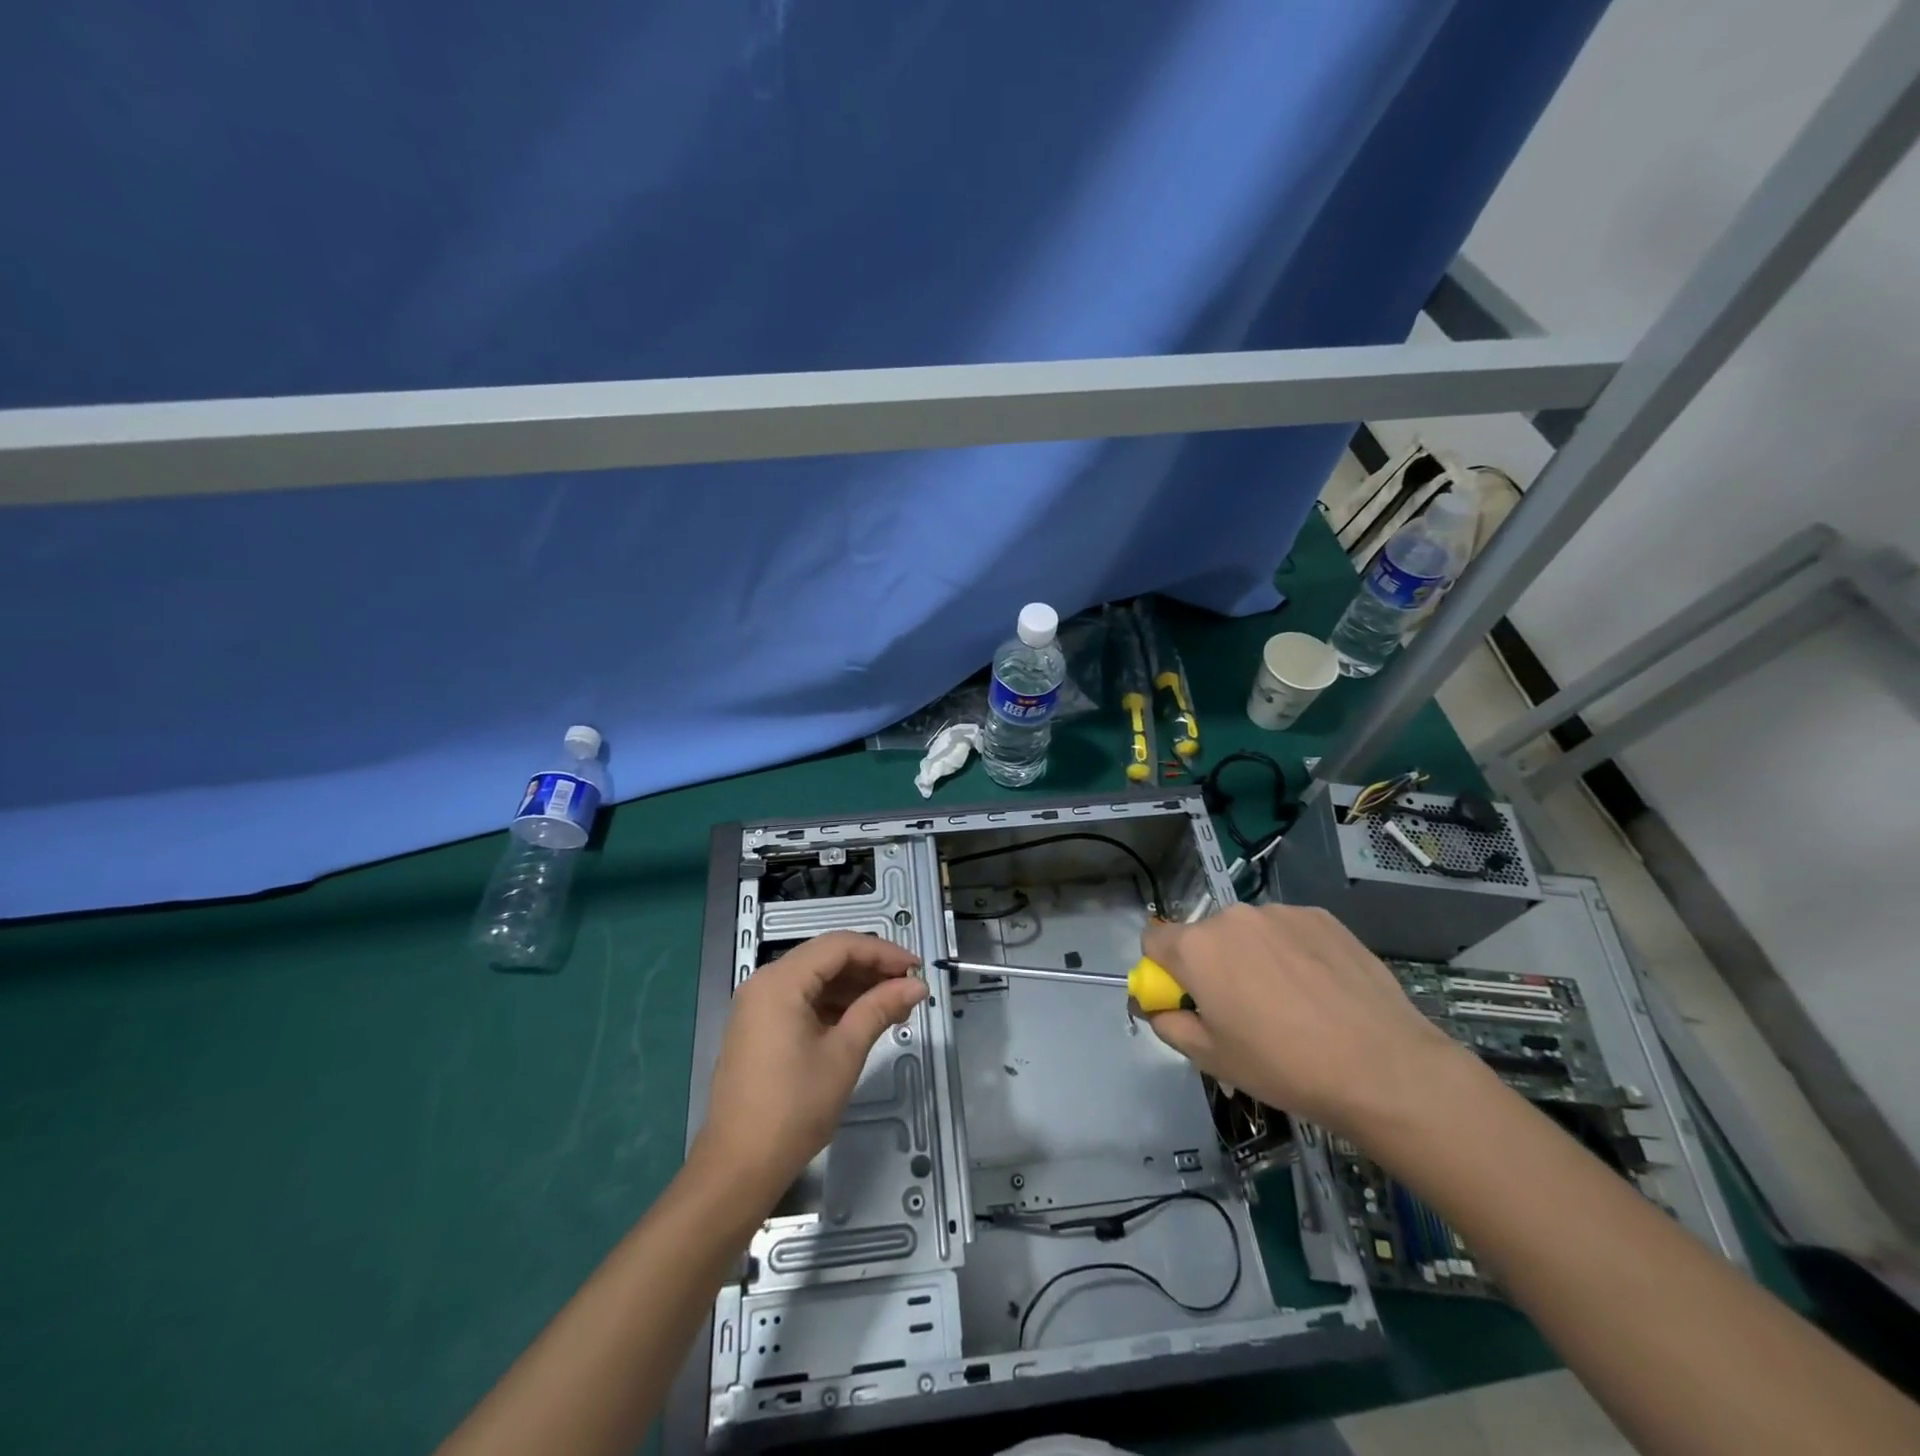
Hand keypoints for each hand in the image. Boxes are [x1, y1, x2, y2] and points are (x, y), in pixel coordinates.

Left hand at [692, 931, 926, 1206]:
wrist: (740, 1167)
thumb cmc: (795, 1107)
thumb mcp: (844, 1053)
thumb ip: (880, 1009)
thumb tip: (917, 986)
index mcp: (781, 981)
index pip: (840, 946)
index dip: (882, 952)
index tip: (916, 969)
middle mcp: (765, 982)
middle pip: (826, 957)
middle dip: (870, 968)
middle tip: (908, 987)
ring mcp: (758, 1005)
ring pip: (816, 978)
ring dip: (855, 986)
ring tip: (894, 1006)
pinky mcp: (759, 1026)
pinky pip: (803, 999)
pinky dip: (834, 1004)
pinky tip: (863, 1019)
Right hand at [1142, 904, 1471, 1139]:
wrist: (1383, 1067)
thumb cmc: (1284, 1066)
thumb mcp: (1211, 1058)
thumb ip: (1169, 1024)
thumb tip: (1159, 1007)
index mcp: (1196, 947)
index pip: (1152, 939)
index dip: (1163, 971)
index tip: (1188, 1000)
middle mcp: (1232, 917)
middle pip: (1204, 936)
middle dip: (1212, 965)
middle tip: (1243, 1010)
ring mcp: (1280, 912)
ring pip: (1248, 932)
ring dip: (1253, 956)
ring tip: (1291, 1002)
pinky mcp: (1322, 917)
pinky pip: (1289, 930)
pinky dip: (1292, 952)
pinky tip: (1320, 990)